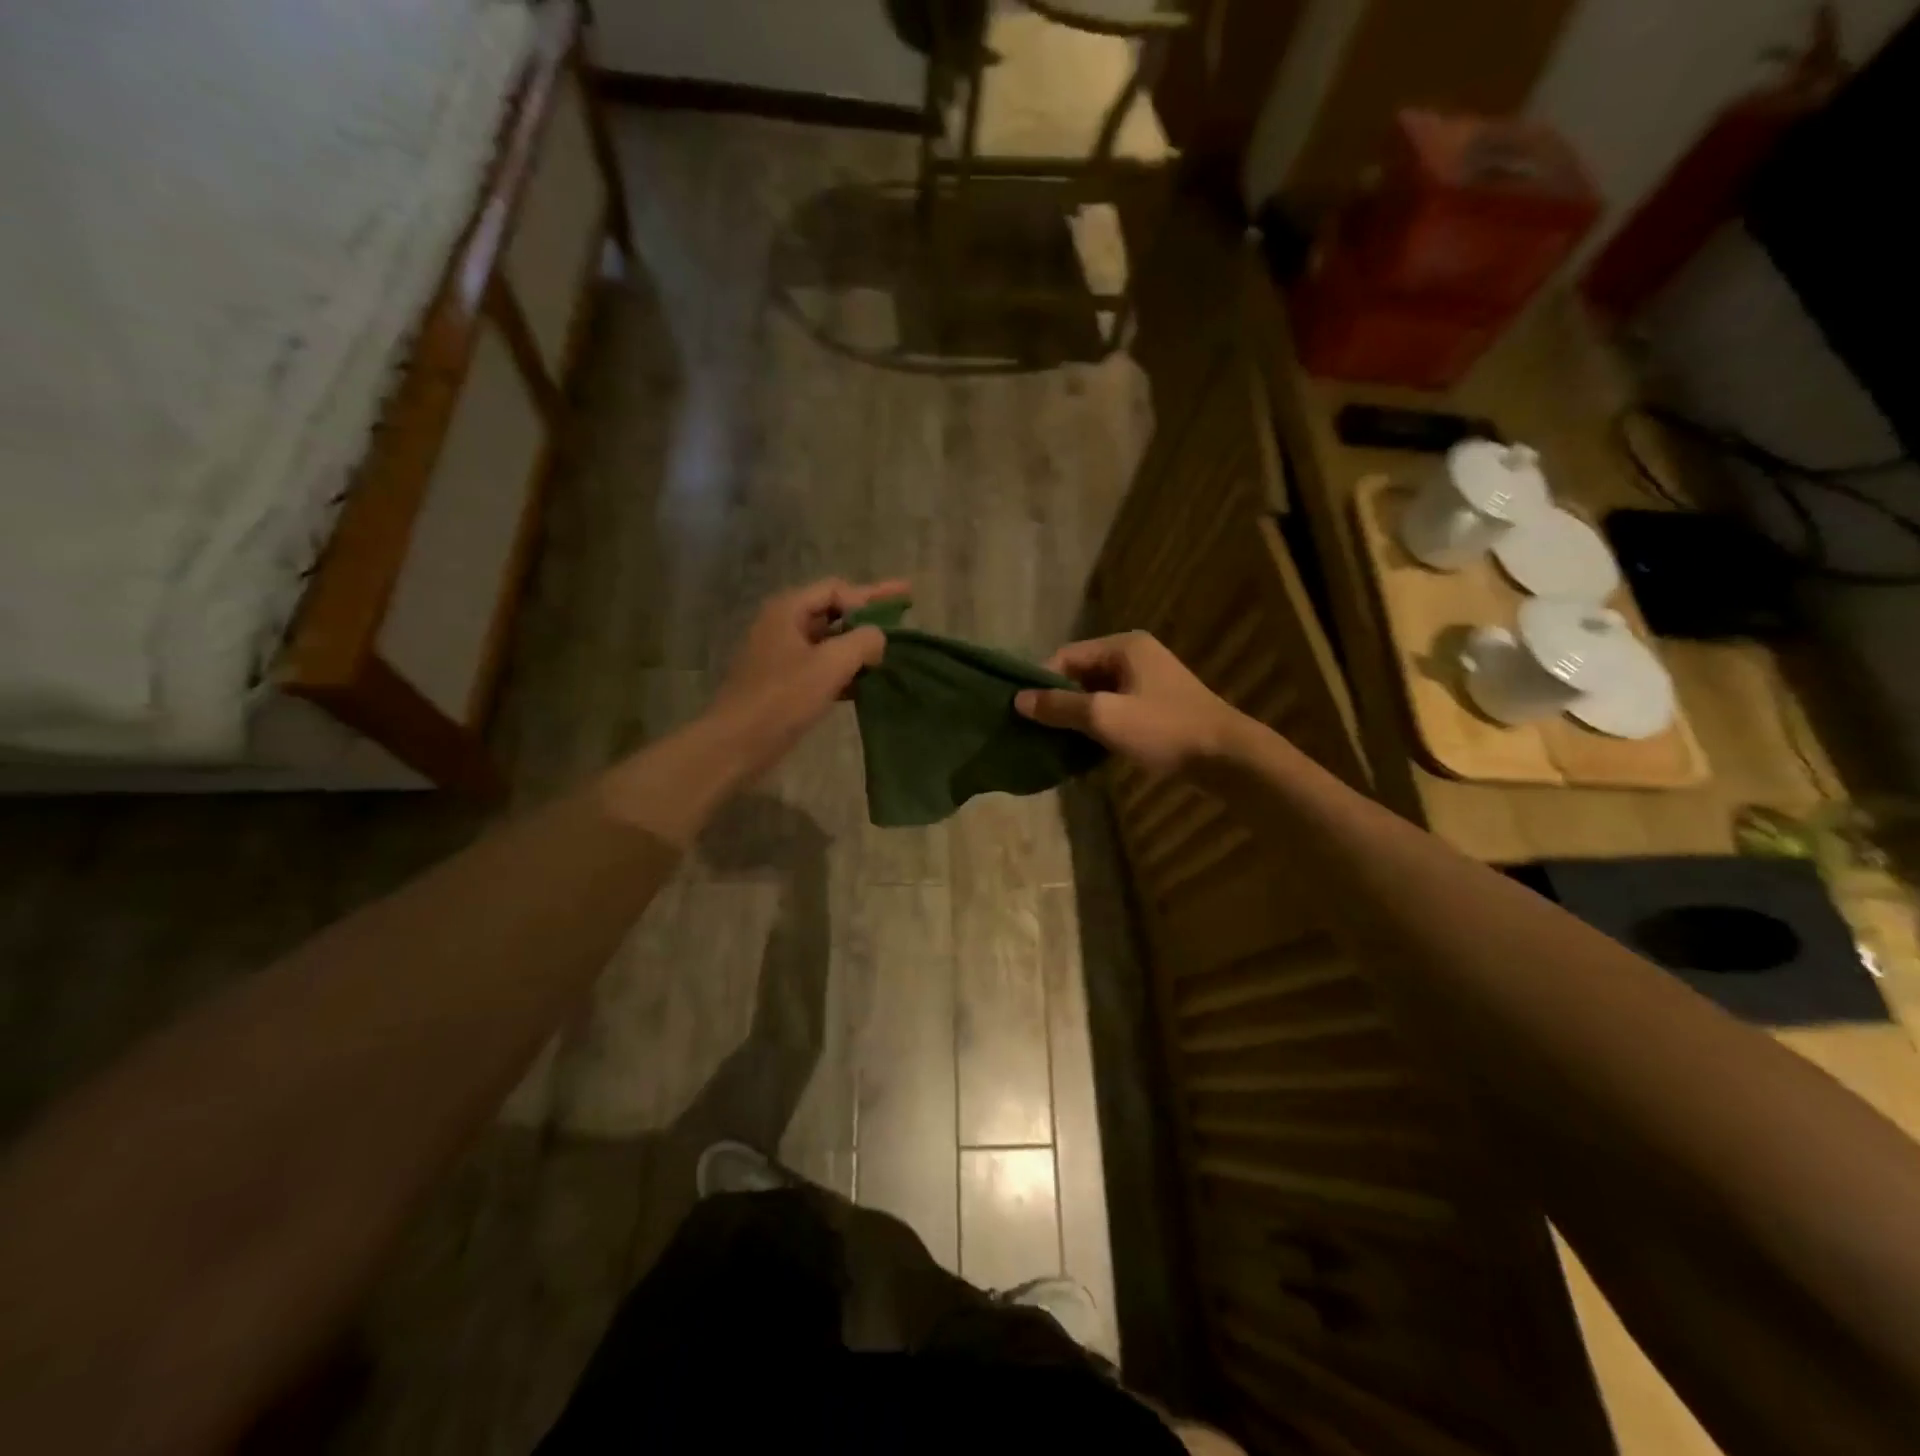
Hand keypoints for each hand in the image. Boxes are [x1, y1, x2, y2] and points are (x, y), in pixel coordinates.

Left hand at [706, 577, 907, 779]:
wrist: (737, 743)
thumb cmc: (783, 698)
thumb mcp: (830, 664)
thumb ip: (863, 641)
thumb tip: (878, 637)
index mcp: (788, 610)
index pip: (837, 589)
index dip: (872, 594)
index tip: (903, 599)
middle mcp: (783, 625)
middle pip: (833, 612)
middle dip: (868, 615)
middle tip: (903, 615)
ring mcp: (782, 655)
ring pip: (829, 642)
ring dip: (859, 645)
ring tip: (891, 651)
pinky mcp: (785, 683)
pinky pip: (822, 667)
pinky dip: (846, 670)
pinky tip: (869, 682)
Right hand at [1014, 631, 1247, 776]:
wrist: (1227, 757)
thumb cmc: (1163, 729)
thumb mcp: (1104, 717)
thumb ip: (1060, 707)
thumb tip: (1018, 700)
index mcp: (1123, 646)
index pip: (1066, 656)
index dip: (1041, 683)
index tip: (1023, 713)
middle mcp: (1135, 655)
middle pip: (1081, 674)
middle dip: (1058, 702)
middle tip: (1036, 732)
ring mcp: (1148, 680)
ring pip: (1097, 694)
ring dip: (1077, 716)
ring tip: (1055, 743)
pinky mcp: (1157, 705)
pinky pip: (1115, 708)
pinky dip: (1099, 725)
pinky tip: (1085, 749)